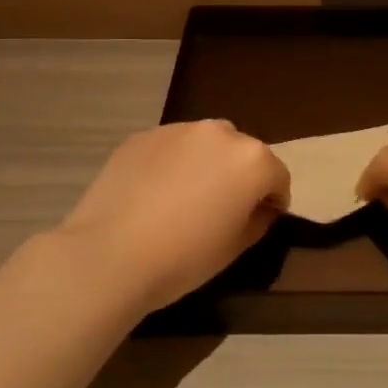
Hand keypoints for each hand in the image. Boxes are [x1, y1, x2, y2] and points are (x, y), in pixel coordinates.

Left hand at [54, 121, 289, 314]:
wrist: (110, 254)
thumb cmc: (184, 257)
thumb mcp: (235, 248)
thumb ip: (257, 219)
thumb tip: (258, 208)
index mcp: (252, 160)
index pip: (278, 177)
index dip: (273, 201)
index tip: (260, 220)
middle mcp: (220, 133)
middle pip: (243, 153)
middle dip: (240, 176)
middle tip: (222, 208)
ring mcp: (178, 130)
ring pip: (206, 145)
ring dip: (207, 164)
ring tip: (186, 197)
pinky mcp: (143, 136)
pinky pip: (171, 148)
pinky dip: (173, 164)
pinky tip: (154, 194)